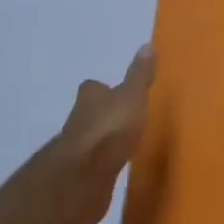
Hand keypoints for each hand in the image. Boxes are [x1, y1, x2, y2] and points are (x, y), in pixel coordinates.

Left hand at [21, 46, 155, 223]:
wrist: (82, 178)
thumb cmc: (108, 130)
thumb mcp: (131, 97)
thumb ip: (139, 75)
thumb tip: (147, 45)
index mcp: (90, 99)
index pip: (94, 88)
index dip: (104, 89)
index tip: (117, 92)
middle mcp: (78, 121)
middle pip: (89, 113)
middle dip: (103, 115)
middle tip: (124, 118)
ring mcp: (76, 151)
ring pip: (91, 139)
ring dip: (104, 140)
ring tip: (125, 143)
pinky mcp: (80, 177)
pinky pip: (94, 165)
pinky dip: (103, 164)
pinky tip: (117, 167)